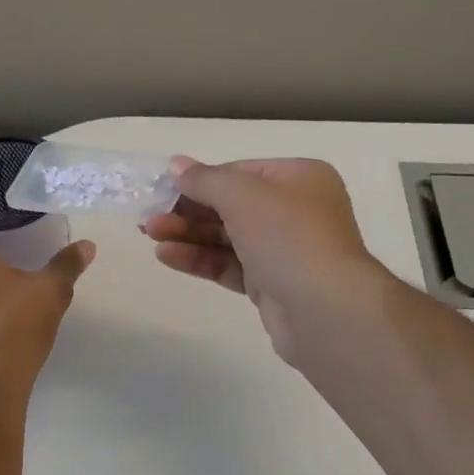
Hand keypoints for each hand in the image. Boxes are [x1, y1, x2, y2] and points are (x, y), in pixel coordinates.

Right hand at [143, 158, 389, 366]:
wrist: (325, 310)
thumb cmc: (288, 236)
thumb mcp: (242, 195)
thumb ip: (205, 179)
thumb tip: (176, 164)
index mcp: (299, 178)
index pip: (240, 172)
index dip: (200, 179)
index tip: (164, 189)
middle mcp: (295, 211)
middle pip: (231, 205)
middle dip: (188, 210)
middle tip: (148, 217)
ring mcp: (284, 250)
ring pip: (227, 237)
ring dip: (188, 235)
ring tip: (150, 236)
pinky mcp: (272, 285)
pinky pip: (229, 265)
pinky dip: (200, 259)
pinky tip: (167, 256)